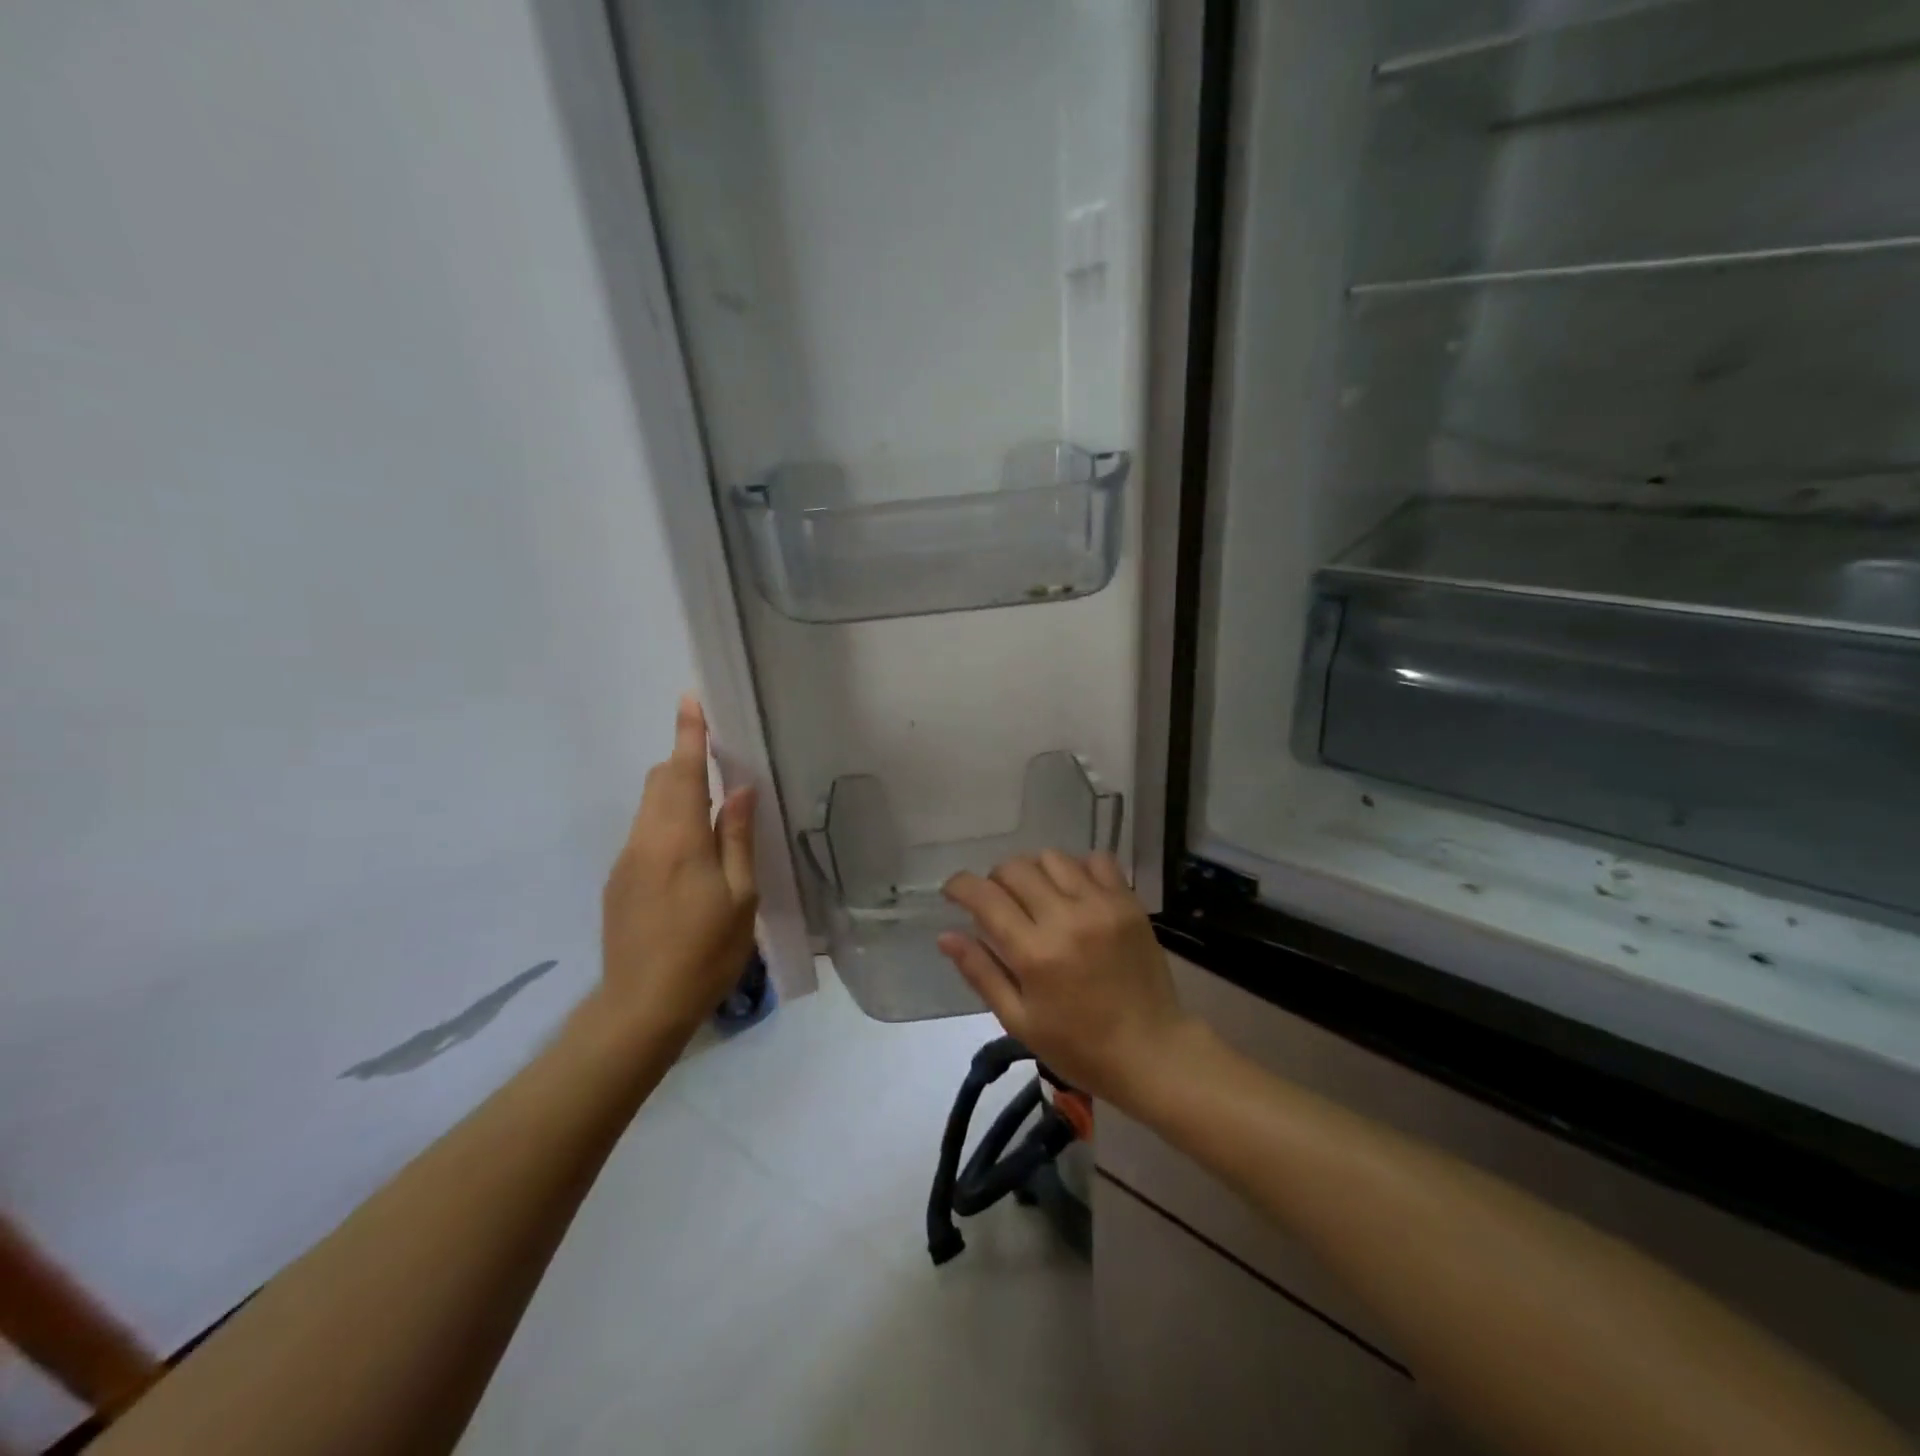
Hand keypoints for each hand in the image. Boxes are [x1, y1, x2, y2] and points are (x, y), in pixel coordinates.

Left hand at [600, 697, 758, 1039]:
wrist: (640, 1007)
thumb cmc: (705, 952)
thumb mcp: (740, 896)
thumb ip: (736, 837)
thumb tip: (740, 788)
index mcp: (679, 840)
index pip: (681, 771)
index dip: (688, 734)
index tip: (691, 699)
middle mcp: (644, 839)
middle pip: (658, 781)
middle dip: (682, 760)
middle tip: (717, 759)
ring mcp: (625, 861)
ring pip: (649, 807)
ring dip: (676, 793)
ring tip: (711, 811)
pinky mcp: (618, 881)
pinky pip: (644, 834)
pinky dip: (667, 823)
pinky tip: (690, 858)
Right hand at [939, 852, 1199, 1109]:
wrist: (1152, 1052)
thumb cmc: (1079, 1046)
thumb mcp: (1019, 1020)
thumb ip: (981, 972)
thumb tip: (945, 935)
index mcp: (1034, 953)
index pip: (985, 896)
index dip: (960, 886)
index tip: (953, 891)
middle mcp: (1066, 918)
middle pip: (1016, 868)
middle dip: (995, 879)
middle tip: (999, 903)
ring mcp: (1101, 905)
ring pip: (1052, 857)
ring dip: (1034, 871)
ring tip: (1038, 896)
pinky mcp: (1128, 902)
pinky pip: (1097, 860)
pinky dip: (1078, 868)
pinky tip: (1075, 892)